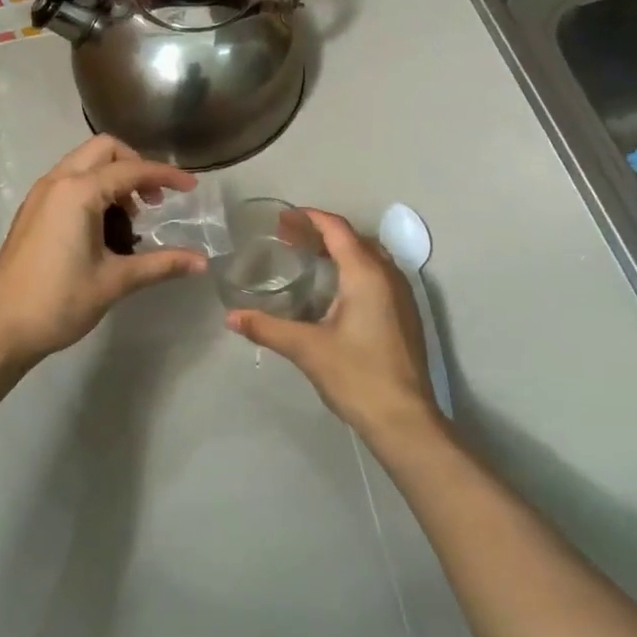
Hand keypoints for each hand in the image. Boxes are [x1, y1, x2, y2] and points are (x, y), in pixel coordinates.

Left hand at [0, 136, 207, 364]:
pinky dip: (93, 189)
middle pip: (104, 150)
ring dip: (113, 178)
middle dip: (136, 166)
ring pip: (84, 164)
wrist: (1, 329)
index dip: (166, 176)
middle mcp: (57, 182)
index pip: (132, 170)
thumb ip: (161, 264)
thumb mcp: (115, 281)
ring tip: (131, 220)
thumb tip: (202, 262)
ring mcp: (40, 195)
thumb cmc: (60, 302)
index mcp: (78, 192)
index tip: (192, 189)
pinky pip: (69, 182)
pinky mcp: (32, 211)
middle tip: (154, 201)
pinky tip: (103, 229)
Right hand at [225, 210, 442, 444]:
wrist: (404, 419)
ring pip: (369, 256)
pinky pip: (378, 275)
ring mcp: (402, 295)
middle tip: (287, 237)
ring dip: (339, 250)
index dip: (309, 218)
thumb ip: (267, 328)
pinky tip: (333, 289)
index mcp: (366, 274)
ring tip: (307, 257)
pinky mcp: (405, 314)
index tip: (282, 218)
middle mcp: (388, 275)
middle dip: (320, 232)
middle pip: (353, 238)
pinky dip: (353, 268)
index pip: (337, 229)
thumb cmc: (356, 376)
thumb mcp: (306, 349)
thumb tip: (231, 317)